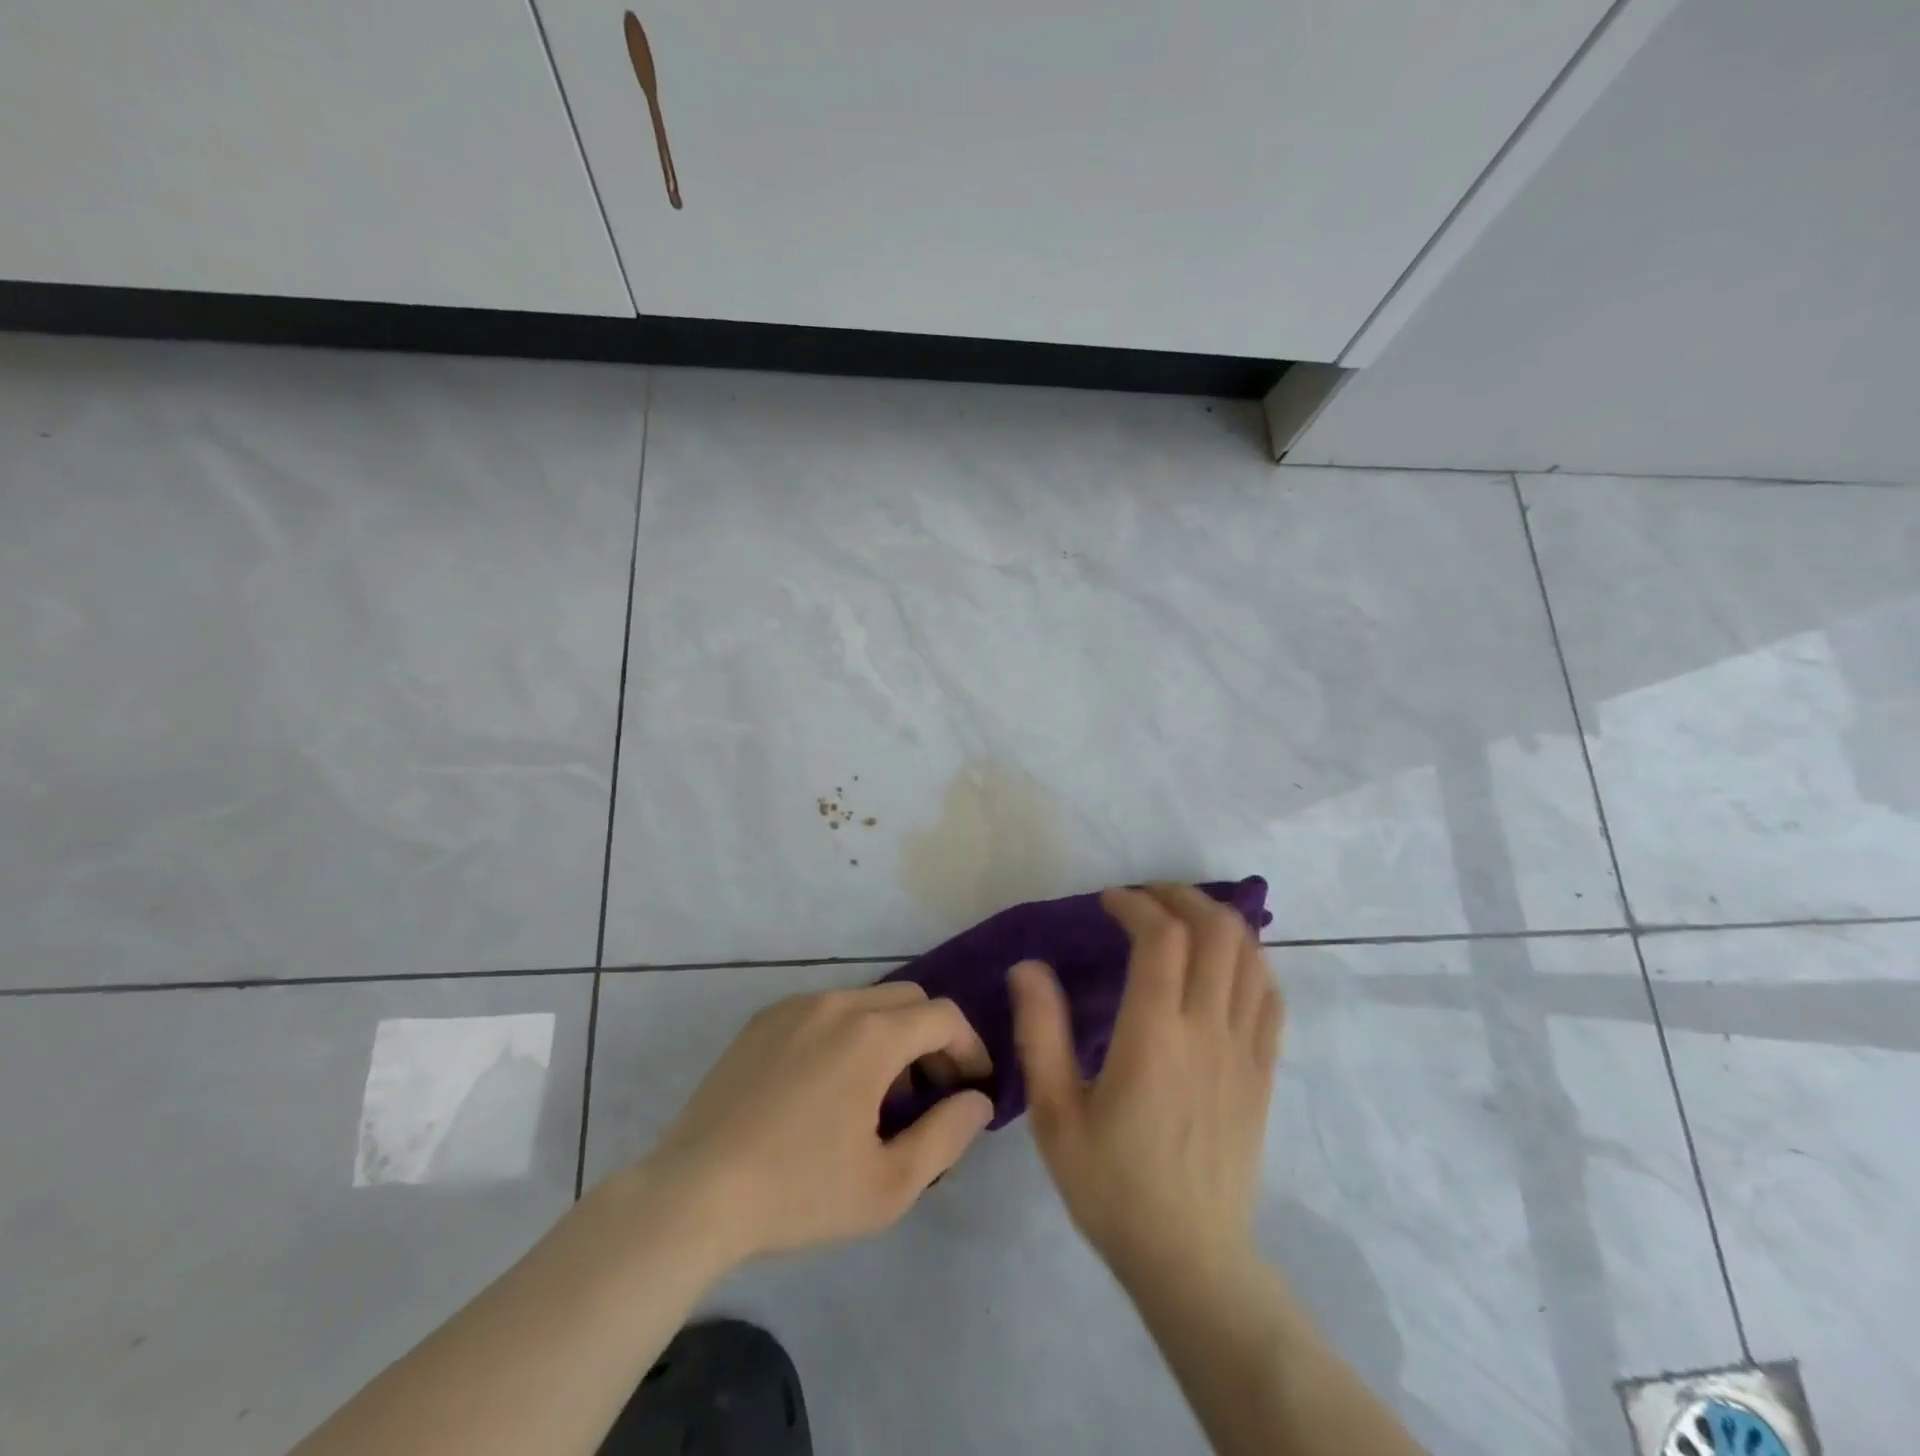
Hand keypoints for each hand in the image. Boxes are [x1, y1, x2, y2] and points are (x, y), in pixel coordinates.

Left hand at [642, 983, 994, 1266]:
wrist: (694, 1194)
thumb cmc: (799, 1192)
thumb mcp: (889, 1184)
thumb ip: (947, 1135)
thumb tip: (977, 1101)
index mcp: (872, 1035)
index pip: (944, 1016)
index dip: (970, 1047)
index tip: (972, 1087)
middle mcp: (837, 1003)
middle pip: (908, 999)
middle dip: (932, 1037)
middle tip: (929, 1091)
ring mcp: (795, 1006)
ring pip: (865, 1001)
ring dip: (889, 1035)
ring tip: (878, 1094)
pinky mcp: (763, 1020)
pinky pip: (824, 1010)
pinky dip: (847, 1033)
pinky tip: (828, 1086)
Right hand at [1010, 884, 1283, 1285]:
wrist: (1189, 1258)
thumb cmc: (1112, 1184)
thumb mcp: (1056, 1113)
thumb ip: (1040, 1032)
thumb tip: (1027, 967)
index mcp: (1154, 1036)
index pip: (1161, 938)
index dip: (1135, 904)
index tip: (1108, 902)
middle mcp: (1208, 1030)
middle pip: (1216, 931)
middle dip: (1181, 897)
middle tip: (1146, 898)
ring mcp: (1245, 1050)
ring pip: (1250, 956)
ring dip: (1218, 921)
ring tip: (1183, 920)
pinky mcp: (1264, 1072)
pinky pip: (1270, 996)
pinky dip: (1250, 961)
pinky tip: (1225, 963)